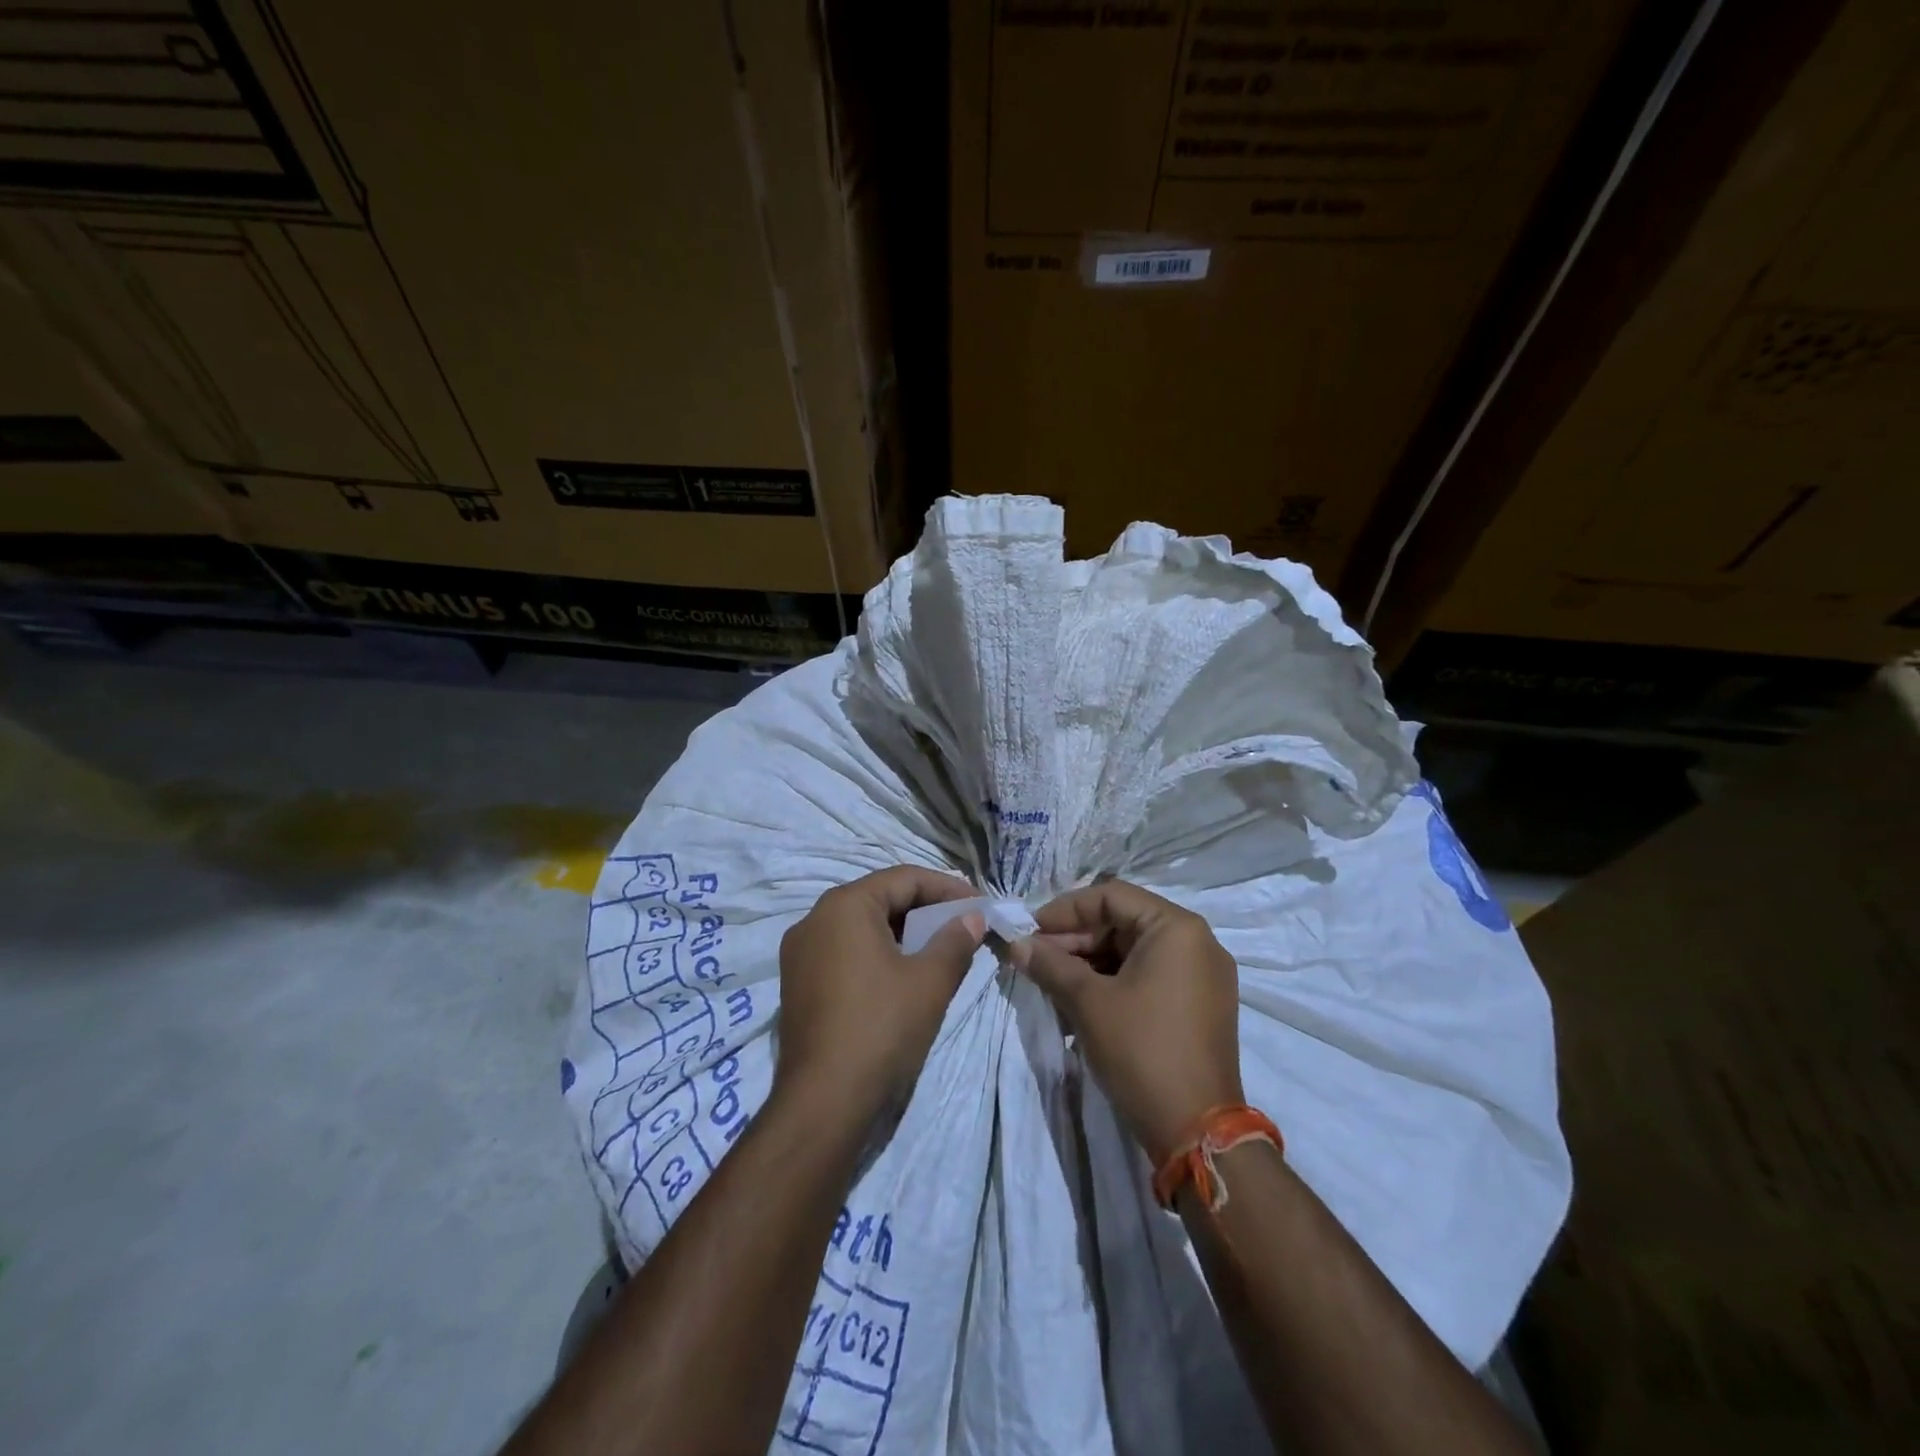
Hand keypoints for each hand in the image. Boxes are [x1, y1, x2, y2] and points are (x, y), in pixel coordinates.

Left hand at [776, 866, 985, 1125]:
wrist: (822, 1101)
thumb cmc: (881, 1027)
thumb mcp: (930, 981)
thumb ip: (955, 940)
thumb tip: (972, 918)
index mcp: (844, 905)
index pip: (904, 878)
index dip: (947, 888)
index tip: (980, 906)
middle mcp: (814, 918)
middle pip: (880, 898)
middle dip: (925, 910)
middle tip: (963, 926)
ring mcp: (800, 952)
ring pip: (861, 926)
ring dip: (902, 932)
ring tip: (938, 950)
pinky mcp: (797, 983)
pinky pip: (844, 951)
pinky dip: (877, 953)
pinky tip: (901, 975)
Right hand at [1013, 880, 1243, 1162]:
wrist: (1197, 1131)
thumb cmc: (1141, 1050)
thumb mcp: (1088, 1002)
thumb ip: (1050, 964)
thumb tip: (1017, 944)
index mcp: (1177, 928)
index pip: (1111, 897)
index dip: (1065, 910)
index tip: (1031, 930)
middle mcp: (1197, 942)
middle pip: (1124, 923)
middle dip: (1076, 940)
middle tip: (1036, 960)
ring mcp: (1203, 976)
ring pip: (1134, 952)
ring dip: (1090, 964)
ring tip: (1053, 984)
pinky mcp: (1200, 1006)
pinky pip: (1150, 977)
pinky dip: (1114, 983)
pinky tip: (1081, 1004)